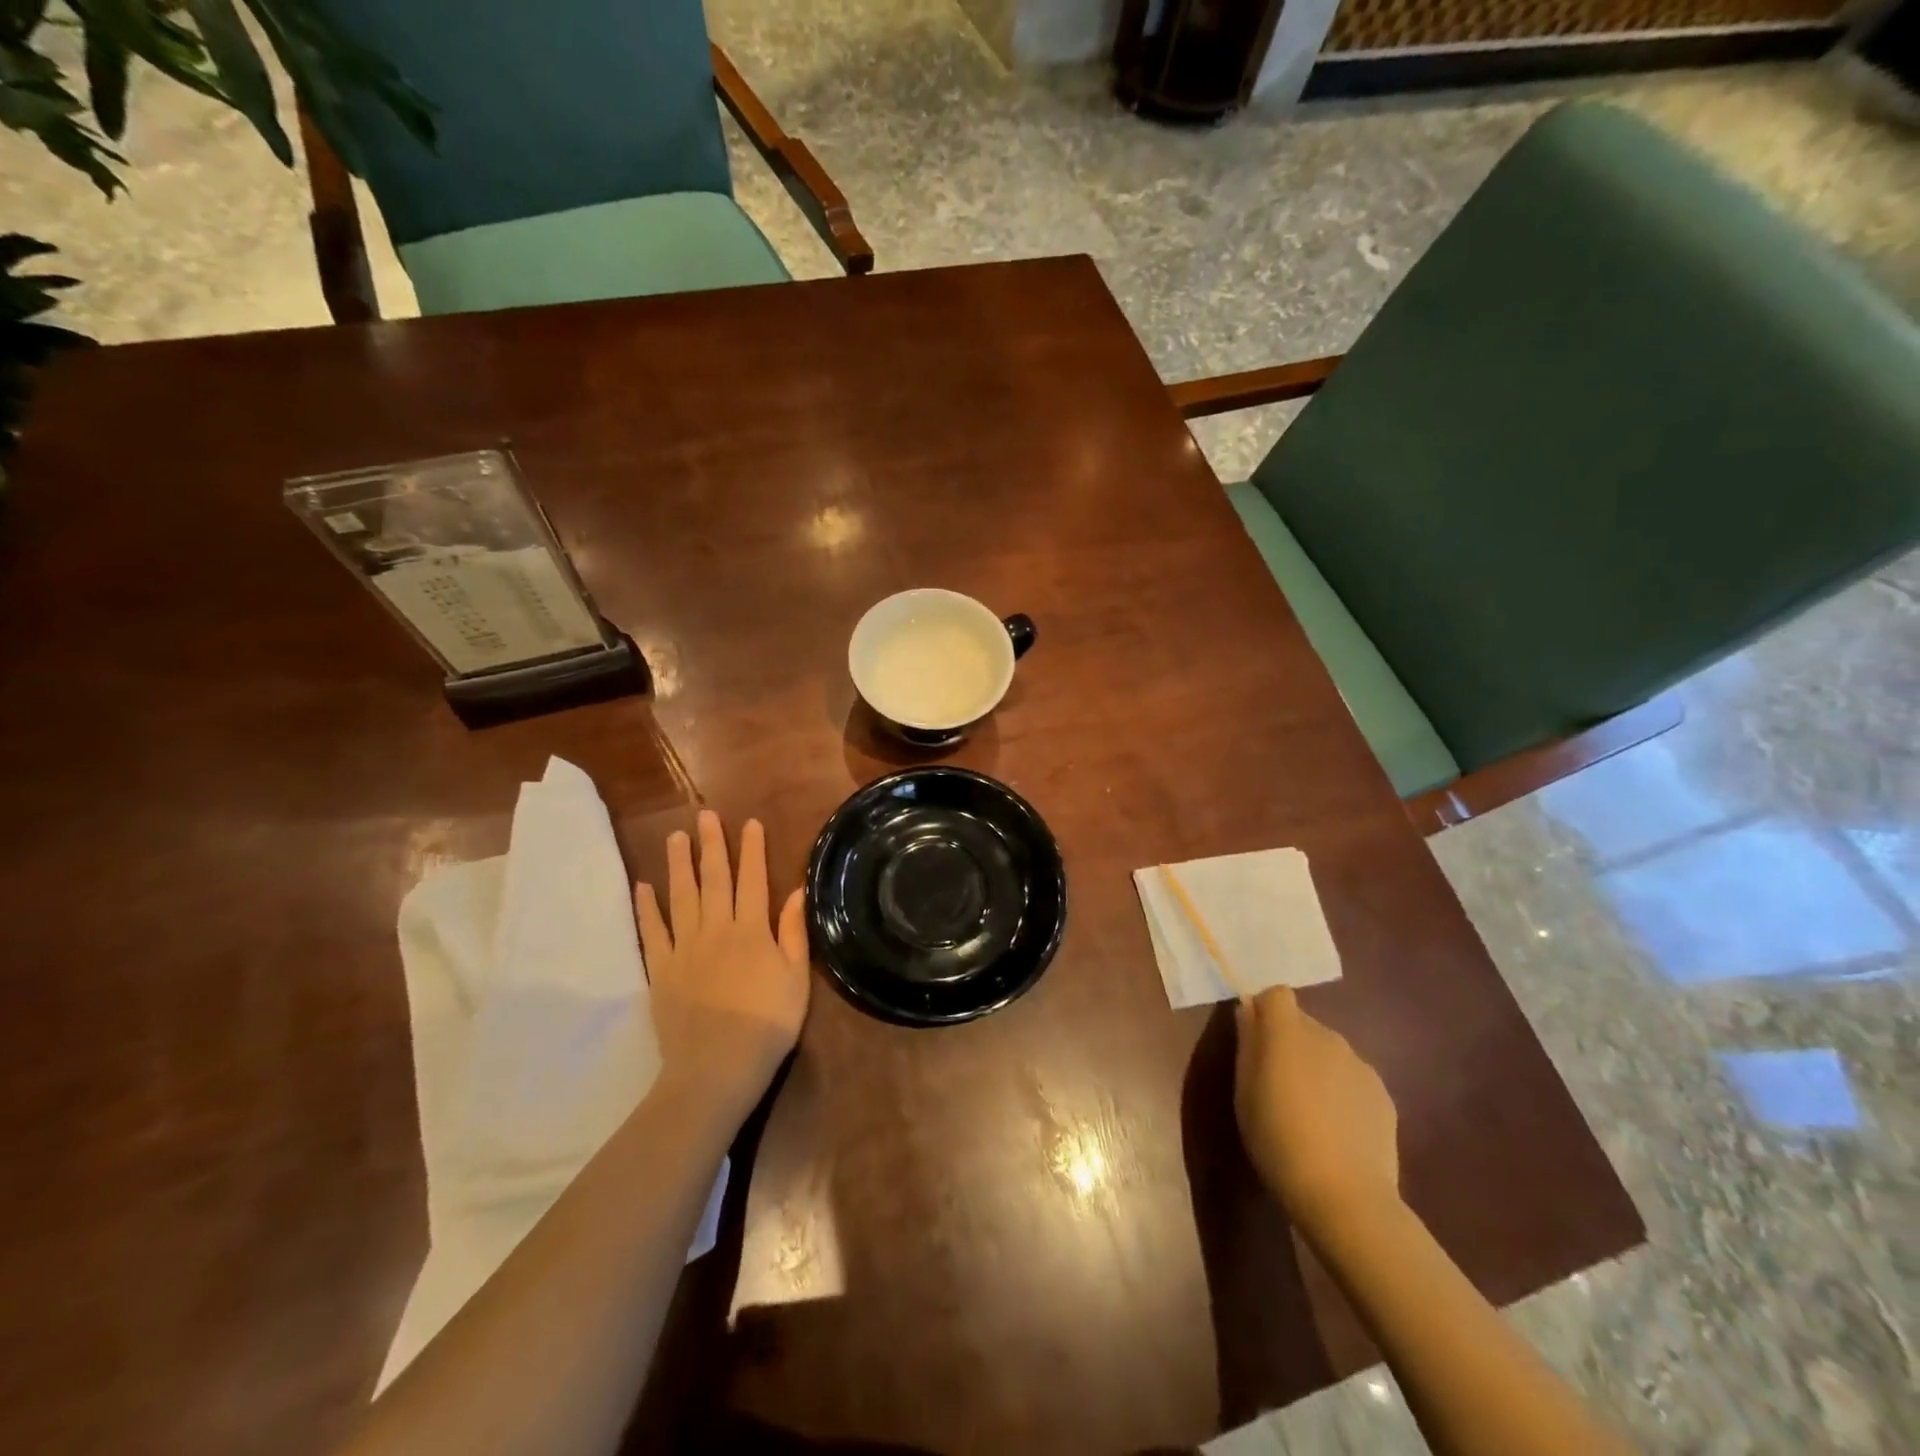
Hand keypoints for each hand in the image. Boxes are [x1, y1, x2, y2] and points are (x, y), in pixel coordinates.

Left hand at [635, 811, 809, 1119]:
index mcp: (752, 931)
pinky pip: (652, 932)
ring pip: (681, 897)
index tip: (749, 823)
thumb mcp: (796, 980)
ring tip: (674, 837)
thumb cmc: (767, 1025)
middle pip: (713, 879)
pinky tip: (643, 886)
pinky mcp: (661, 970)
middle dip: (711, 845)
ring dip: (678, 865)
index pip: (752, 880)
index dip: (751, 850)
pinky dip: (646, 908)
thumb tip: (795, 891)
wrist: (716, 1069)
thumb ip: (793, 933)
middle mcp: (717, 930)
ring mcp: (684, 948)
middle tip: (704, 816)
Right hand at [1234, 987, 1400, 1233]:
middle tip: (1277, 1083)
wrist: (1345, 1196)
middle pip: (1303, 1024)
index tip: (1255, 1038)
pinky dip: (1342, 1092)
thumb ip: (1248, 1043)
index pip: (1277, 994)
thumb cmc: (1278, 1139)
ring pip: (1330, 1052)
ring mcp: (1360, 1065)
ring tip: (1309, 1112)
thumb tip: (1248, 1010)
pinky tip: (1337, 1130)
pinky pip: (1353, 1079)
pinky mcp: (1383, 1095)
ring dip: (1317, 1067)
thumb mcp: (1244, 1092)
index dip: (1265, 1010)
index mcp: (1288, 1032)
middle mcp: (1327, 1037)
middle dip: (1289, 1042)